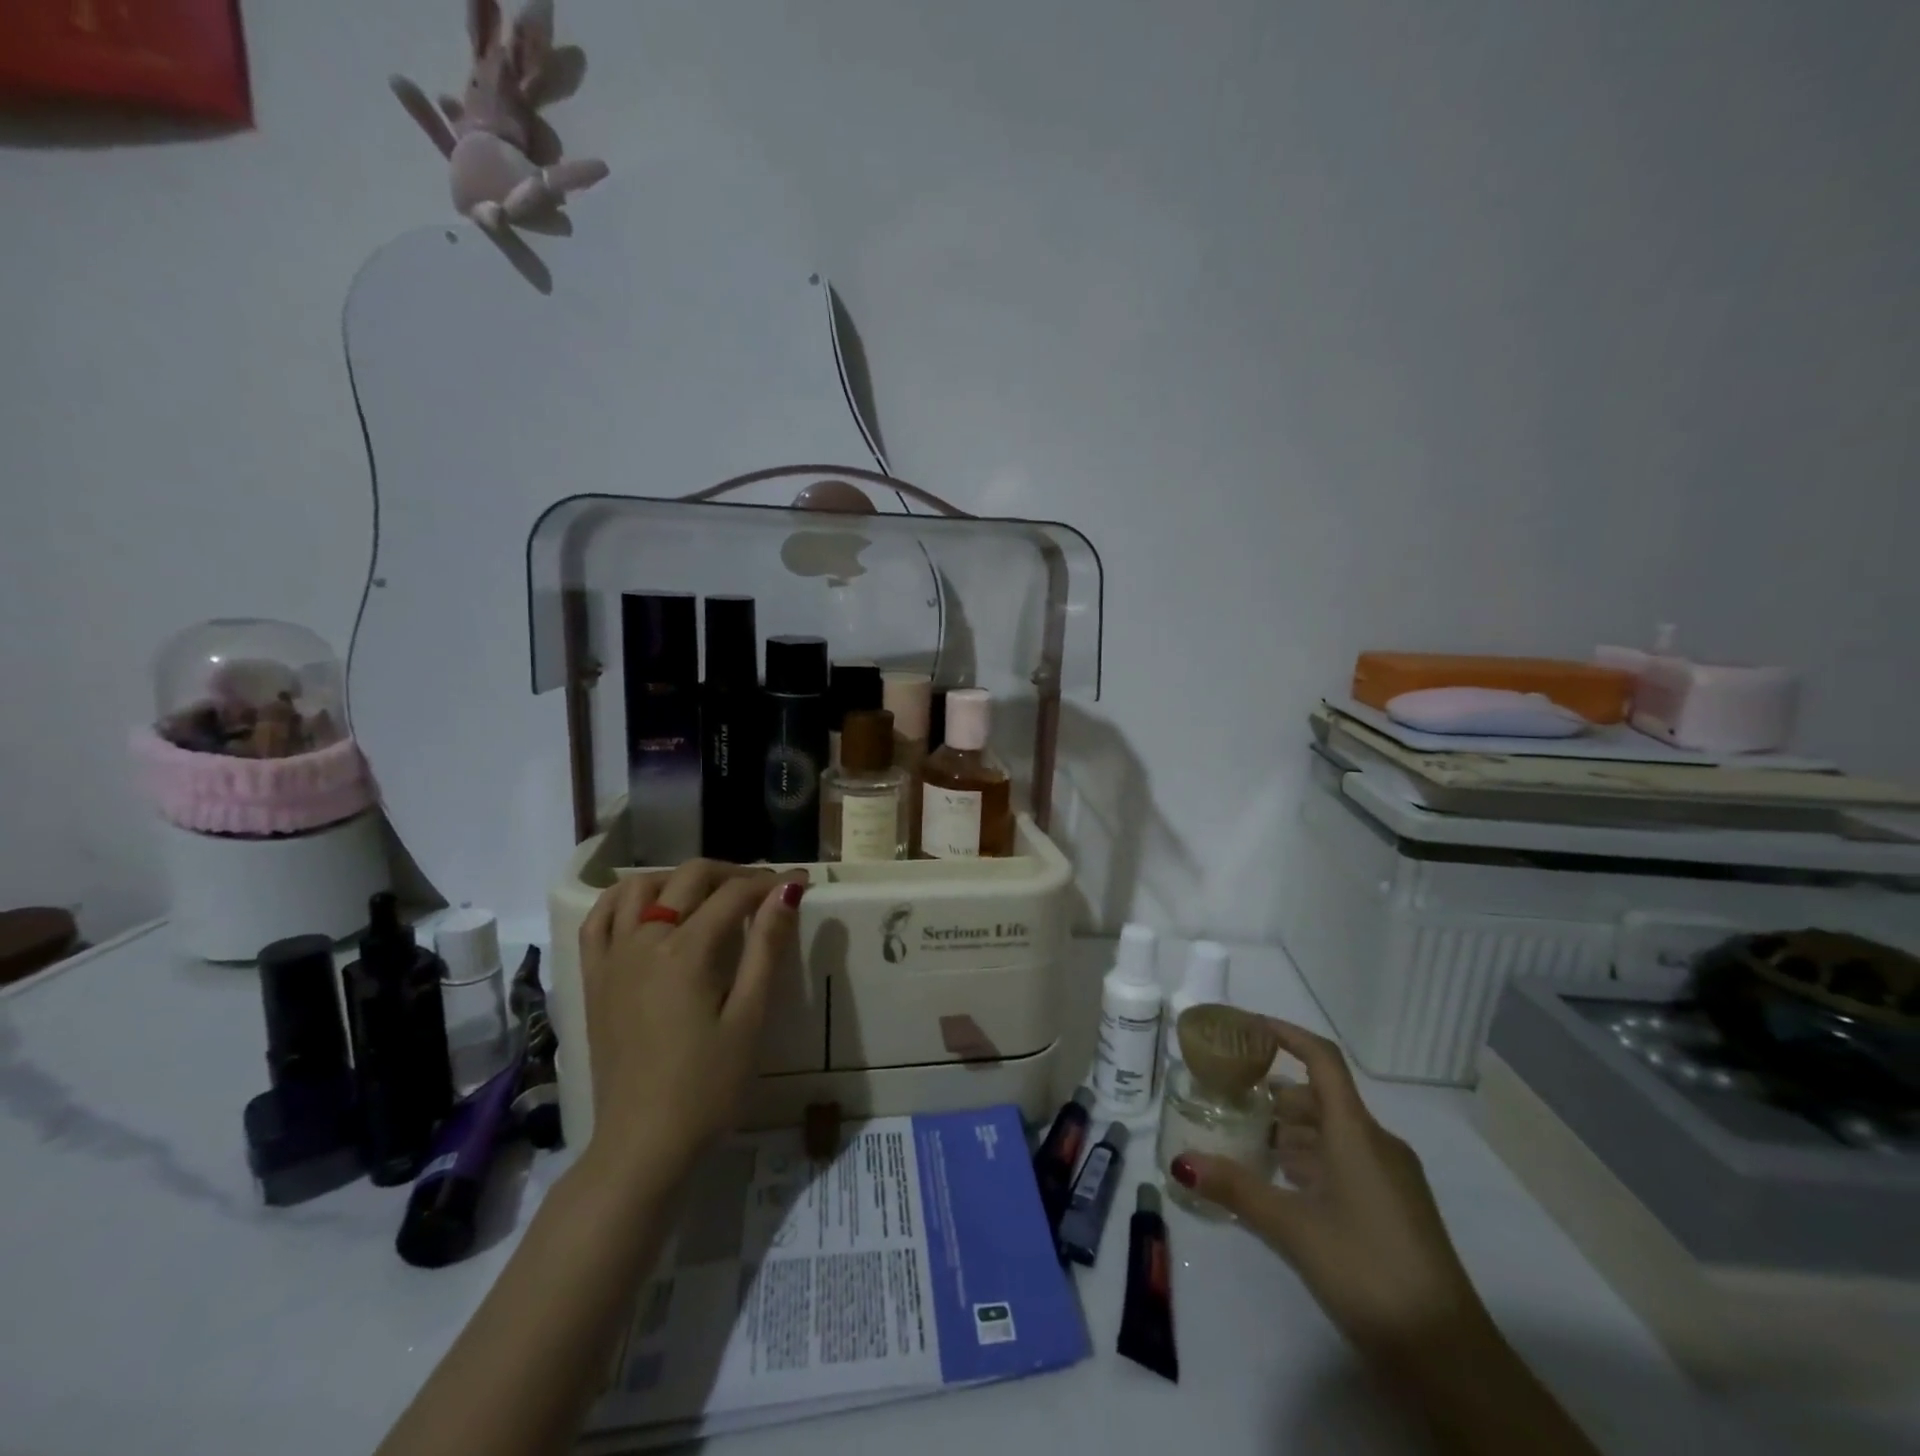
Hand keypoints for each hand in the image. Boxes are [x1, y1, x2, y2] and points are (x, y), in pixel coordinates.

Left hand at [577, 861, 806, 1188]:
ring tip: (707, 896)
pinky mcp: (593, 978)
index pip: (734, 894)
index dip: (770, 882)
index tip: (799, 881)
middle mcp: (644, 940)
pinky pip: (599, 918)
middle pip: (689, 878)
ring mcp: (612, 957)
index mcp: (686, 950)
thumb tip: (788, 889)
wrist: (643, 1145)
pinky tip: (646, 906)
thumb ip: (767, 946)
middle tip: (761, 891)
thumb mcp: (750, 1016)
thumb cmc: (708, 1086)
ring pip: (640, 886)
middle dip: (731, 873)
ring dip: (678, 878)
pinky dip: (624, 898)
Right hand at [1171, 1019, 1490, 1361]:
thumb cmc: (1367, 1269)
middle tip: (1231, 1101)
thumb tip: (1181, 1162)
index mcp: (1356, 1132)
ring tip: (1247, 1143)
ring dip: (1291, 1132)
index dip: (1287, 1034)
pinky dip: (1312, 1160)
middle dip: (1276, 1096)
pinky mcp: (1395, 1207)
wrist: (1448, 1356)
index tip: (1249, 1027)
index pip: (1322, 1060)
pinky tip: (1283, 1184)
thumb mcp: (1293, 1228)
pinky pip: (1347, 1162)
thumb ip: (1236, 1189)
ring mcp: (1391, 1177)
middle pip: (1321, 1098)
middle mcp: (1377, 1143)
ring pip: (1333, 1133)